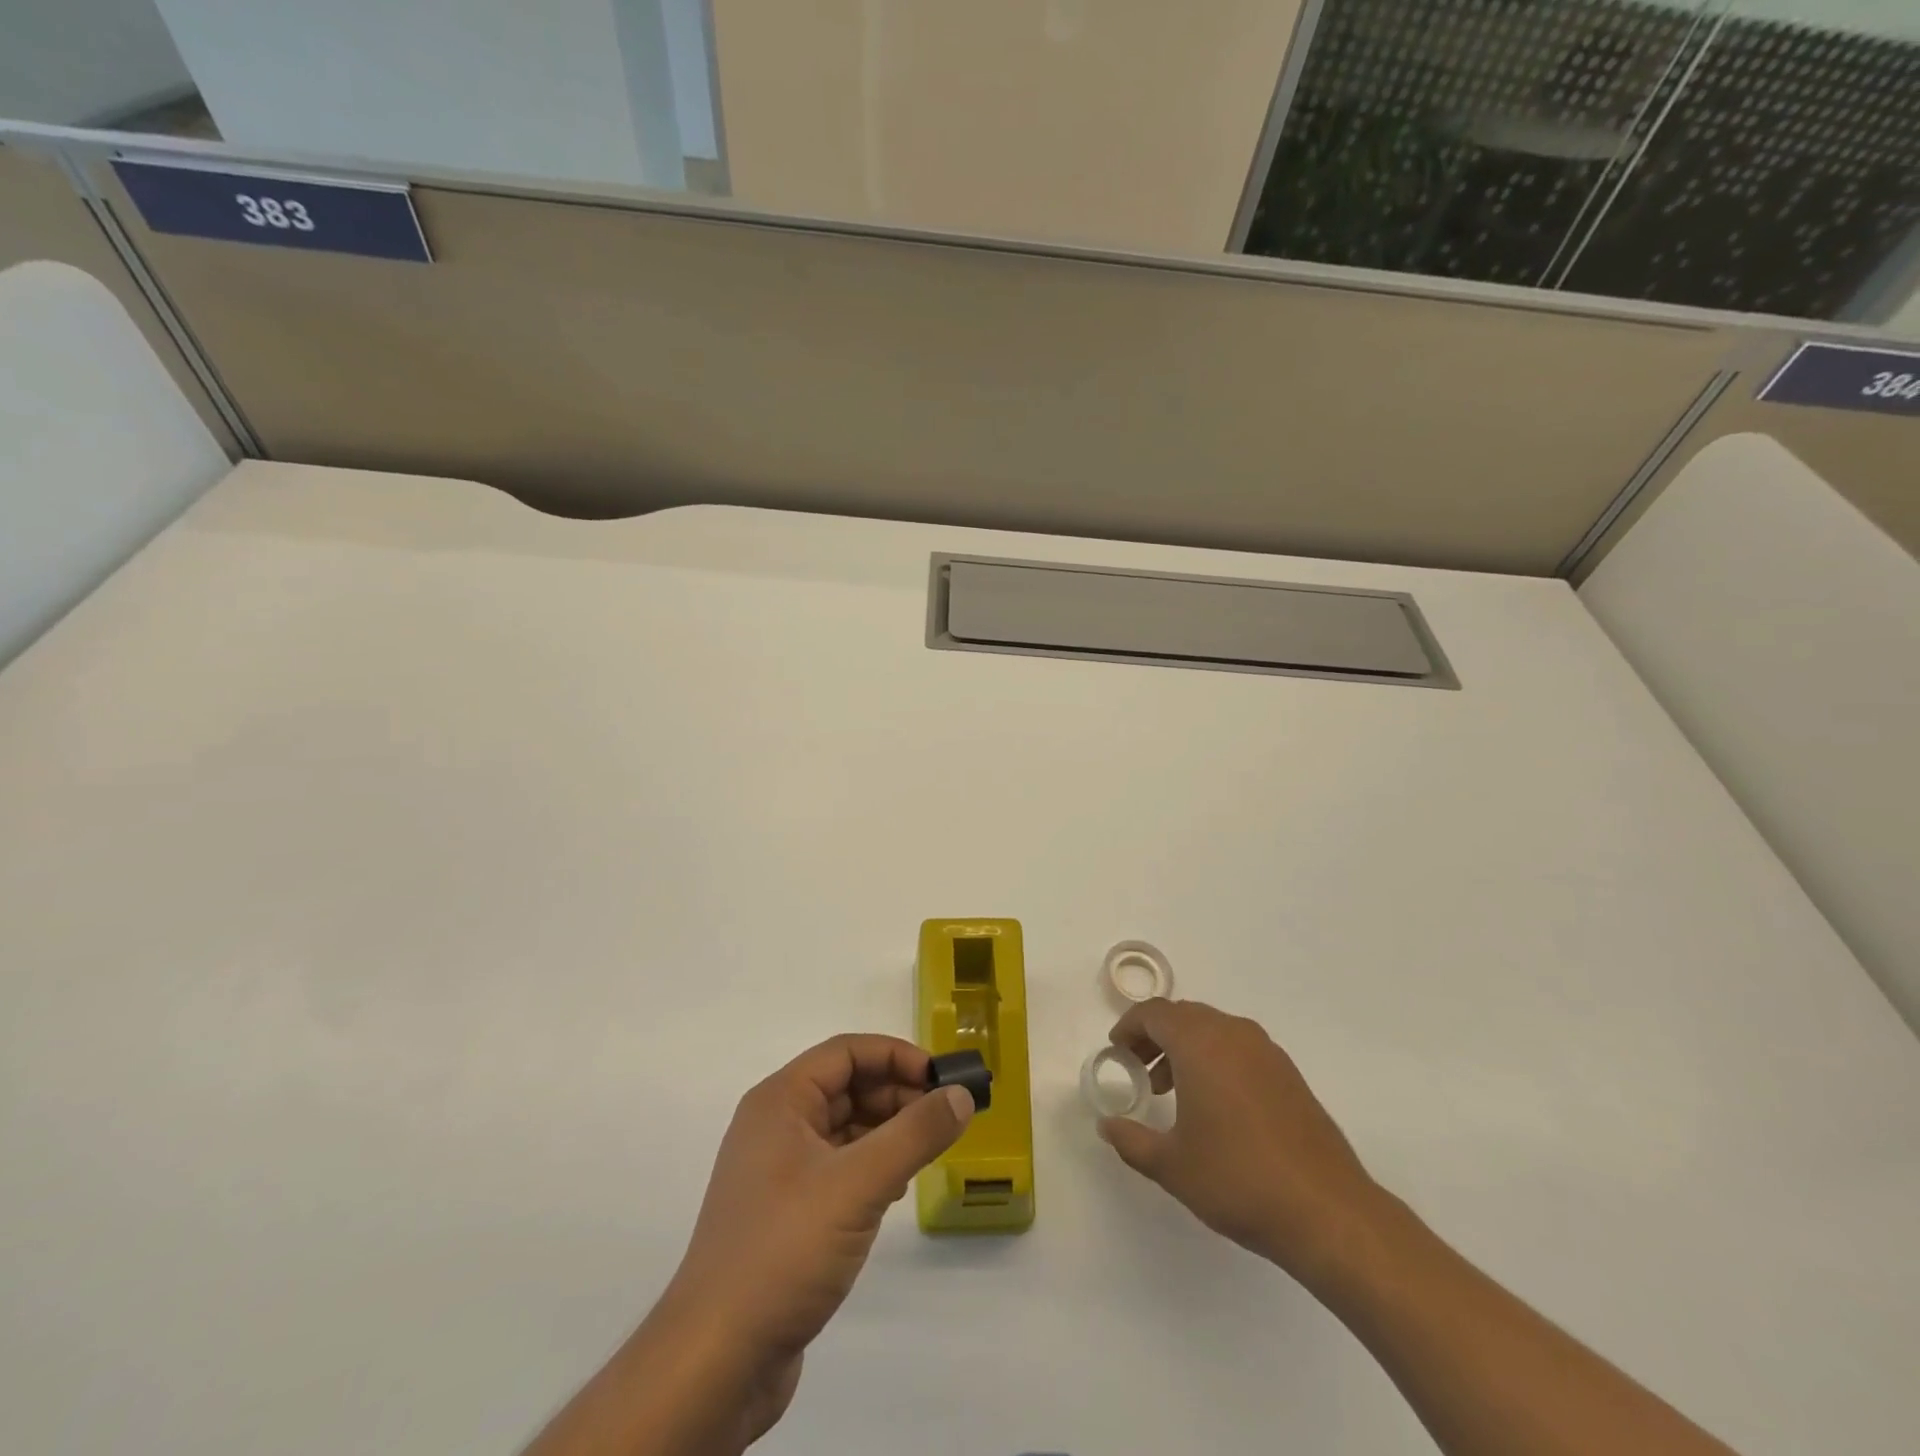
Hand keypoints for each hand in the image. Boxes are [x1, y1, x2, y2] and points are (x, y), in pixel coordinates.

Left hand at [663, 1035, 973, 1434]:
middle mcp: (777, 1126)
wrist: (716, 1362)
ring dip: (889, 1132)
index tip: (942, 1078)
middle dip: (898, 1094)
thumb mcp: (858, 1184)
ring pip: (846, 1129)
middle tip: (946, 1117)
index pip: (846, 1052)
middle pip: (848, 1086)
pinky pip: (840, 1168)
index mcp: (780, 1101)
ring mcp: (780, 1172)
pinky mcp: (788, 1214)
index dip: (896, 1056)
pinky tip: (897, 1190)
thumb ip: (915, 1134)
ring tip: (929, 1151)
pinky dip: (873, 1167)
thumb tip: (961, 1095)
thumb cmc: (784, 1250)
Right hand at [1099, 998, 1385, 1287]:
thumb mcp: (1171, 1165)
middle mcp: (1233, 1034)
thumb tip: (1107, 1126)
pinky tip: (1214, 1105)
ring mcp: (1266, 1052)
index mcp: (1200, 1043)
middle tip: (1138, 1070)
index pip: (1154, 1013)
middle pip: (1183, 1016)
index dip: (1129, 1028)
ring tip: (1171, 1091)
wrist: (1327, 1212)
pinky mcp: (1289, 1074)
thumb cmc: (1238, 1179)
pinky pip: (1239, 1048)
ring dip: (1186, 1048)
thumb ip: (1131, 1140)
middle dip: (1155, 1036)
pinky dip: (1215, 1059)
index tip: (1116, 1052)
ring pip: (1213, 1029)